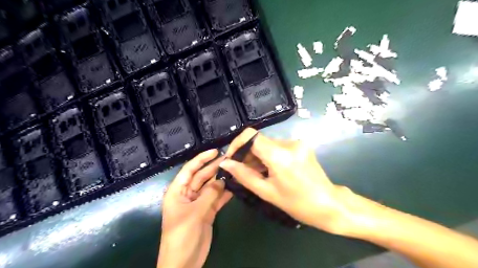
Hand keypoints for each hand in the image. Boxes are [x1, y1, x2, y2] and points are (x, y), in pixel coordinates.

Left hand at [159, 149, 232, 267]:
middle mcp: (188, 194)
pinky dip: (225, 193)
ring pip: (211, 187)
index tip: (216, 151)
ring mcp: (198, 203)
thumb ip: (210, 194)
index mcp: (178, 191)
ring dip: (221, 180)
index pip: (189, 169)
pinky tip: (235, 186)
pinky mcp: (207, 212)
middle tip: (230, 159)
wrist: (184, 262)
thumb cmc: (181, 235)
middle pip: (202, 177)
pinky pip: (217, 199)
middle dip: (214, 168)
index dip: (202, 159)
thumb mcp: (195, 212)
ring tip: (235, 170)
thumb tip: (223, 179)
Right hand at [220, 128, 353, 233]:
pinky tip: (268, 169)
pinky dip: (268, 155)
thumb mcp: (267, 191)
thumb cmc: (297, 203)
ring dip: (257, 155)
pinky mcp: (301, 145)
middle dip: (246, 153)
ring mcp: (297, 142)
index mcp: (280, 155)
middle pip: (259, 140)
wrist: (329, 204)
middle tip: (240, 170)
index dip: (237, 144)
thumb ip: (243, 175)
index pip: (251, 136)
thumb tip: (225, 163)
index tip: (231, 158)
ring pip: (267, 143)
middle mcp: (289, 143)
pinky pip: (277, 146)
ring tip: (254, 172)